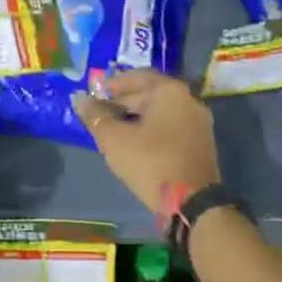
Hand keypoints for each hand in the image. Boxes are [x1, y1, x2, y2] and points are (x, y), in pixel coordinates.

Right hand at [72, 70, 219, 218]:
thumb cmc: (151, 162)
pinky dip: (151, 130)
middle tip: (99, 114)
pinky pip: (170, 127)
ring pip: (160, 113)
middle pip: (150, 94)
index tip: (94, 93)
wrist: (192, 204)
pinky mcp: (201, 144)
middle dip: (122, 102)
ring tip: (112, 130)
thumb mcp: (115, 139)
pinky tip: (134, 144)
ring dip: (135, 118)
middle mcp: (189, 100)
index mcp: (171, 91)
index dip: (113, 84)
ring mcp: (198, 123)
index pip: (138, 76)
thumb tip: (80, 100)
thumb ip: (96, 116)